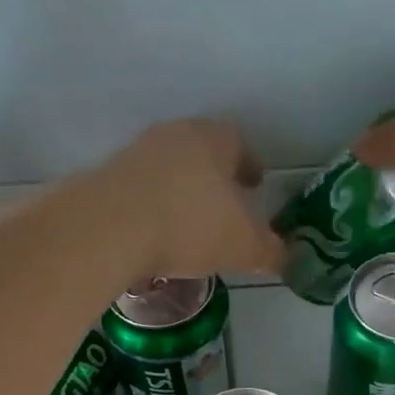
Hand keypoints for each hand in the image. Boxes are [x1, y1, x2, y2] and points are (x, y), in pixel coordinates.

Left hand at [81, 118, 283, 281]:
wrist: (109, 229)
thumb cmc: (190, 226)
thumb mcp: (244, 247)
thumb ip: (271, 251)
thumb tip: (288, 257)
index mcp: (213, 140)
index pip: (238, 142)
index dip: (250, 164)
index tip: (256, 185)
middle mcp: (173, 136)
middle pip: (201, 152)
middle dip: (216, 178)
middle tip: (226, 206)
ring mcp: (135, 155)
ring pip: (169, 170)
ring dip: (182, 193)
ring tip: (191, 226)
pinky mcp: (106, 181)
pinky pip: (142, 193)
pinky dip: (155, 209)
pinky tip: (158, 236)